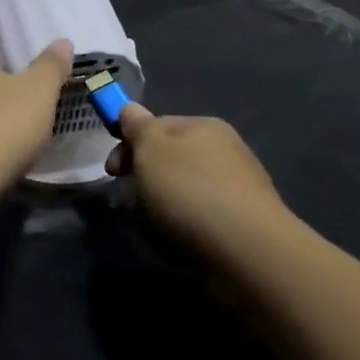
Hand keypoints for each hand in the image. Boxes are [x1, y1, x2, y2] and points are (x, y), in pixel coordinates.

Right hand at [105, 103, 292, 255]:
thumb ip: (138, 128)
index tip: (112, 171)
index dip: (129, 144)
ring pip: (185, 190)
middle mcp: (226, 150)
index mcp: (204, 127)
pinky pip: (203, 218)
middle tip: (134, 200)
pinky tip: (183, 243)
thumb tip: (130, 108)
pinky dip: (187, 227)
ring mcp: (239, 187)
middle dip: (147, 178)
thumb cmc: (190, 192)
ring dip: (165, 206)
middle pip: (172, 159)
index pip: (157, 125)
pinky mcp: (245, 223)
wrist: (248, 252)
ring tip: (158, 227)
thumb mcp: (151, 151)